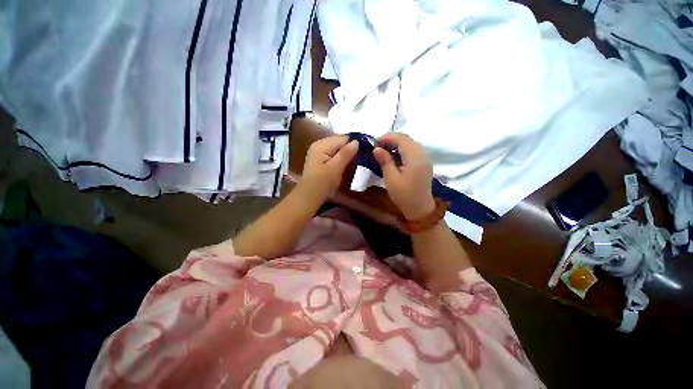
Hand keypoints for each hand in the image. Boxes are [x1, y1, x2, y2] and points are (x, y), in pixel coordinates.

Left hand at [300, 135, 358, 200]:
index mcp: (322, 145)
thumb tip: (357, 141)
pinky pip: (333, 153)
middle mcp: (319, 144)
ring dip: (346, 153)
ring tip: (356, 160)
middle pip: (339, 141)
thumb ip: (346, 153)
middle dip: (350, 147)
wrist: (309, 196)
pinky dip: (340, 157)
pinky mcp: (320, 158)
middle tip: (362, 156)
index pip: (342, 138)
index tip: (365, 150)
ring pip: (337, 147)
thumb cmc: (323, 183)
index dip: (354, 143)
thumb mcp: (336, 168)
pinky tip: (345, 163)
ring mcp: (318, 151)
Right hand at [373, 133, 435, 219]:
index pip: (401, 139)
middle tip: (378, 147)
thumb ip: (385, 161)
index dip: (387, 137)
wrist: (420, 208)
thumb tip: (376, 148)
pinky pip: (413, 149)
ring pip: (410, 143)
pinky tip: (394, 156)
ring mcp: (425, 158)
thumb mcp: (391, 179)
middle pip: (406, 138)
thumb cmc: (404, 195)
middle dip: (391, 139)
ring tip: (384, 151)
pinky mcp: (424, 162)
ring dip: (397, 143)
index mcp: (415, 157)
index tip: (374, 143)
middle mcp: (422, 154)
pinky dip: (402, 149)